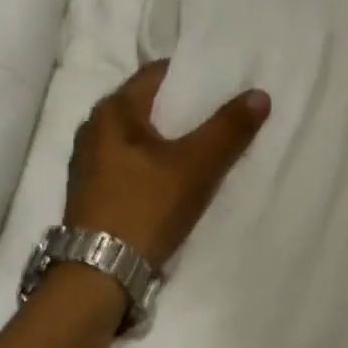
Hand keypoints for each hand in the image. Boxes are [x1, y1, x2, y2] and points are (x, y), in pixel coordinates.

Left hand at [65, 62, 270, 269]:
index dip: (191, 75)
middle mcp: (93, 128)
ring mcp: (89, 161)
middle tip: (222, 114)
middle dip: (183, 109)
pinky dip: (153, 162)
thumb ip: (229, 129)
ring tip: (205, 146)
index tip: (223, 82)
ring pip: (138, 136)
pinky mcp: (92, 189)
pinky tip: (175, 178)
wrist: (98, 273)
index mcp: (112, 110)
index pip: (156, 74)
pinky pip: (129, 161)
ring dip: (169, 138)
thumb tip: (259, 94)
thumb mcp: (195, 167)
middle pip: (147, 105)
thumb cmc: (145, 207)